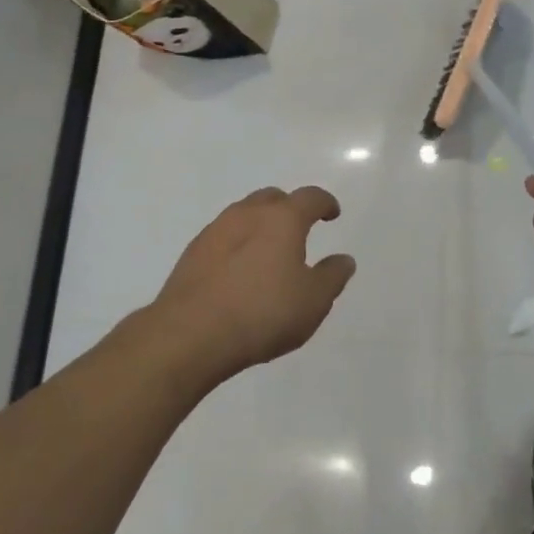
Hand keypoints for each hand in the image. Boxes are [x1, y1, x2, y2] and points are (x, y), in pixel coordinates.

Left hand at [151, 186, 356, 382]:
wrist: (190, 334)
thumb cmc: (262, 314)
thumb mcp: (313, 302)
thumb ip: (332, 276)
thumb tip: (344, 259)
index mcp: (283, 219)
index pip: (310, 198)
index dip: (325, 203)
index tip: (332, 214)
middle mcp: (248, 214)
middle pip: (273, 198)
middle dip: (290, 208)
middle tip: (299, 231)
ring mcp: (216, 230)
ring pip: (245, 214)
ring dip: (260, 224)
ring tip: (268, 252)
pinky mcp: (192, 252)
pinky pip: (223, 236)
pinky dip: (237, 244)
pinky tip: (238, 271)